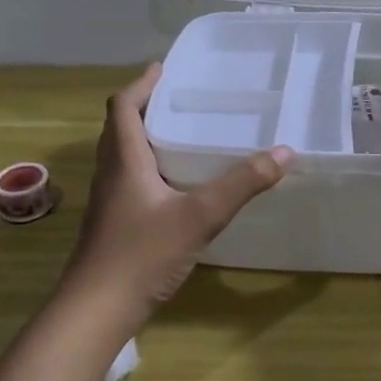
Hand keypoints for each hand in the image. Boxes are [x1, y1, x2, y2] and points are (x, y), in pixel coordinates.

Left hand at [61, 65, 291, 328]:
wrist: (96, 312)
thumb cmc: (141, 254)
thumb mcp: (200, 216)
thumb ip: (242, 184)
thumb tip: (284, 152)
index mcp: (124, 160)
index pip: (123, 106)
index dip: (142, 84)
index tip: (165, 68)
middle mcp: (111, 173)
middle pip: (121, 127)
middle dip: (147, 107)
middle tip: (182, 98)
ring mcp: (110, 201)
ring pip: (124, 155)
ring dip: (147, 137)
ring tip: (184, 133)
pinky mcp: (114, 224)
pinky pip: (130, 180)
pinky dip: (150, 167)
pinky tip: (178, 185)